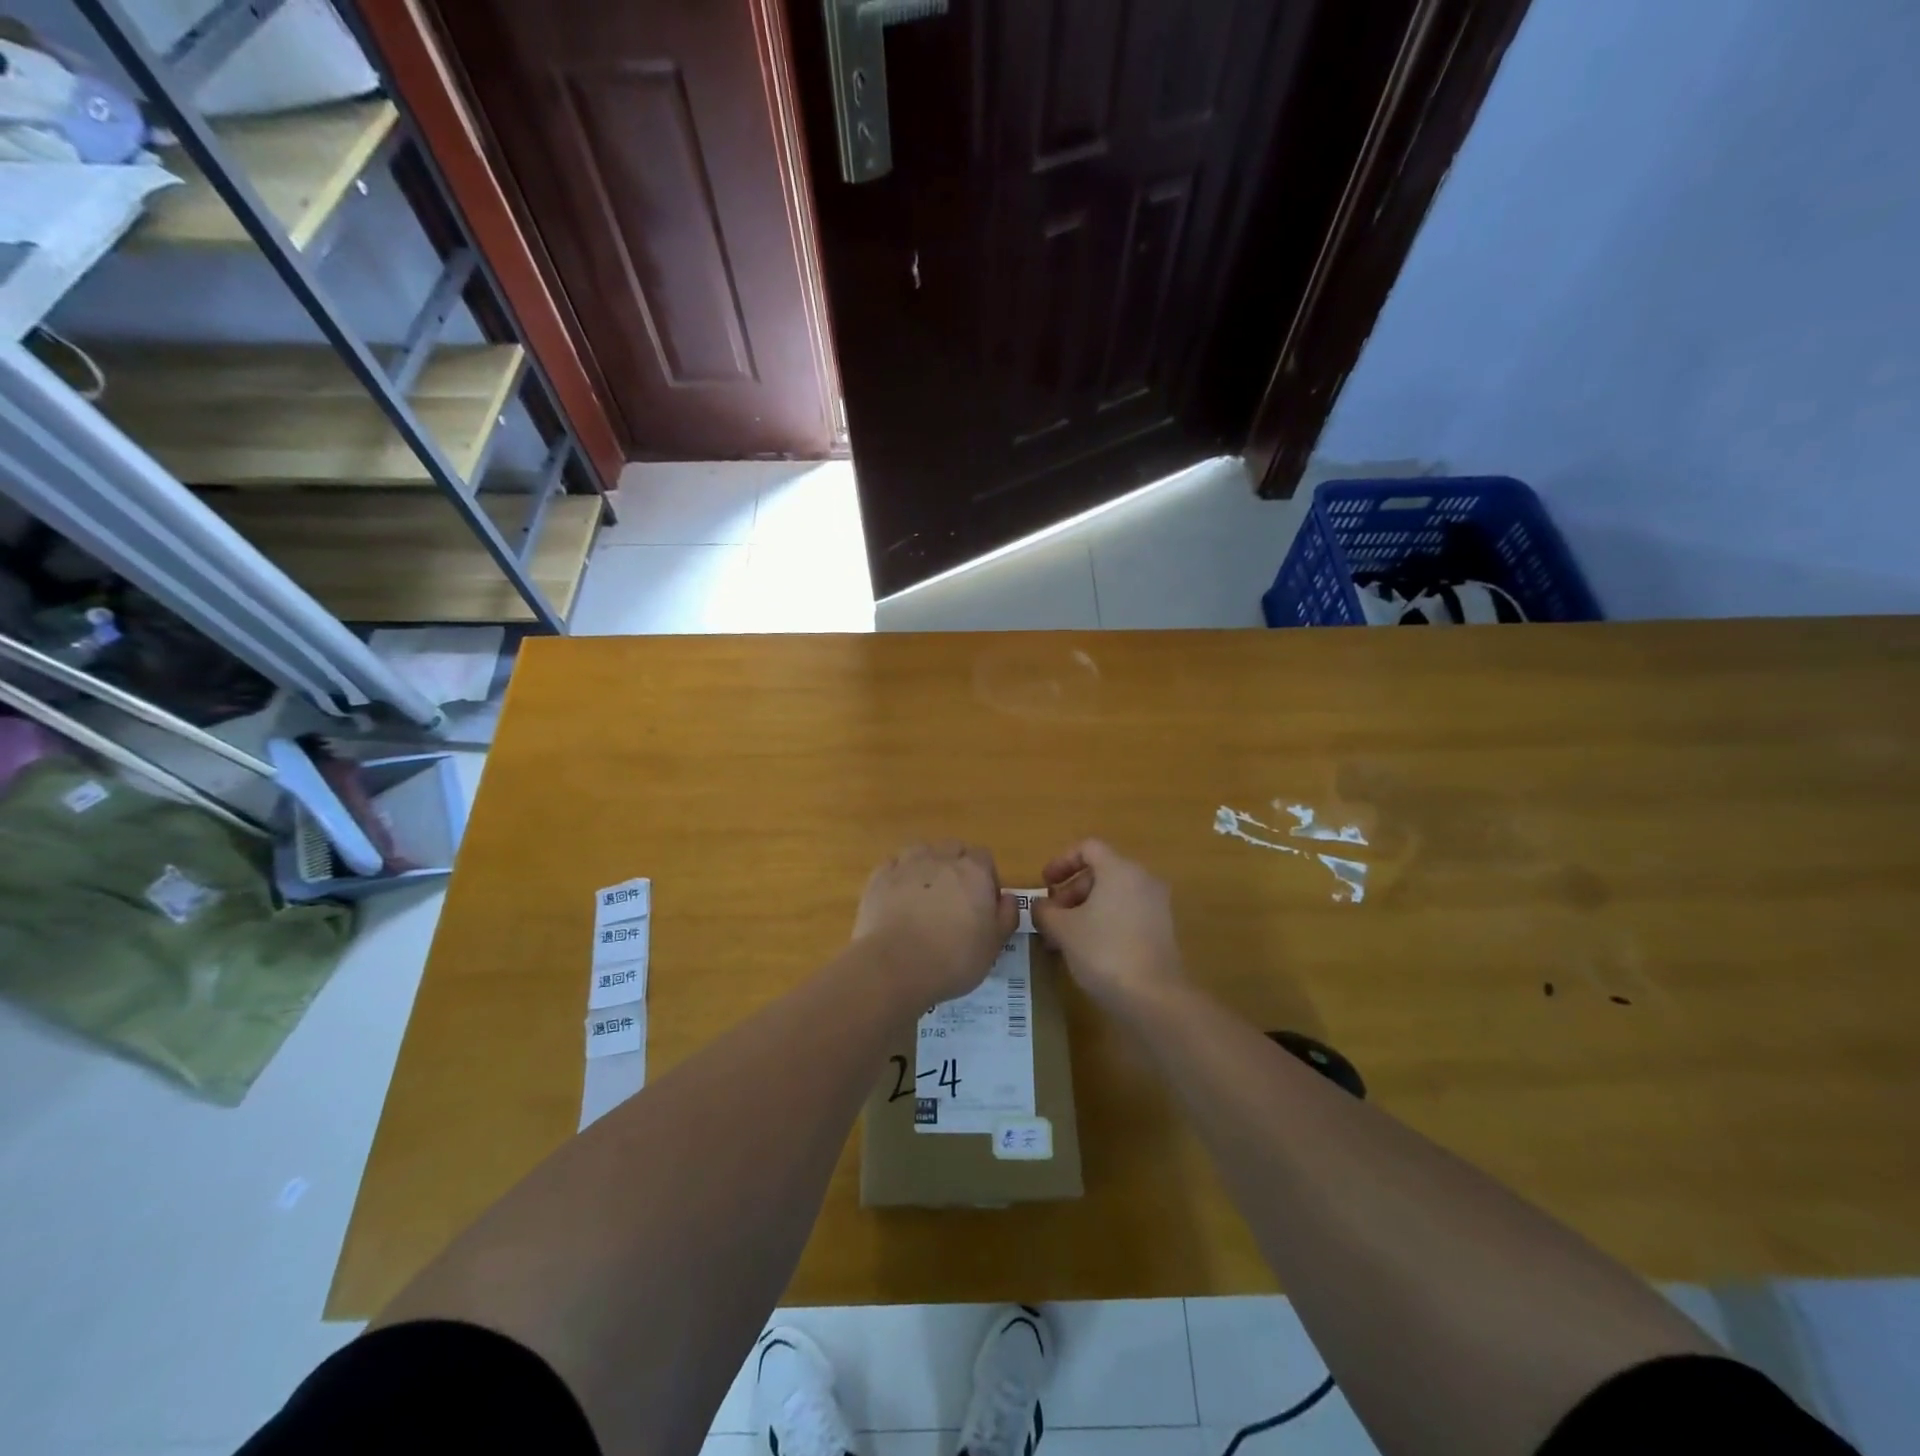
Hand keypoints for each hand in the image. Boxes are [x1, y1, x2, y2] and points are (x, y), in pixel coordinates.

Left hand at [853, 842, 1017, 1003]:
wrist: (895, 966)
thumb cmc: (954, 958)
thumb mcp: (994, 945)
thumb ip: (1006, 916)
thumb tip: (1008, 897)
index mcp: (973, 872)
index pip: (984, 857)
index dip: (985, 877)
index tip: (982, 902)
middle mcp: (941, 859)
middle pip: (953, 848)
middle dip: (956, 865)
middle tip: (954, 898)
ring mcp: (907, 864)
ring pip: (921, 851)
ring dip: (926, 865)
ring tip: (924, 894)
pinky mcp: (879, 877)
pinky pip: (893, 865)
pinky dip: (898, 876)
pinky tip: (898, 897)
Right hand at [1031, 839, 1183, 1010]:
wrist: (1154, 997)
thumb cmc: (1104, 951)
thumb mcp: (1063, 929)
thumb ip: (1045, 911)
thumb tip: (1040, 906)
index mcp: (1120, 869)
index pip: (1088, 848)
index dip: (1062, 862)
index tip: (1045, 884)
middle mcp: (1143, 879)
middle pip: (1101, 872)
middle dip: (1071, 891)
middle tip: (1052, 917)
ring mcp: (1156, 905)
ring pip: (1113, 894)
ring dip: (1085, 908)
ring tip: (1065, 937)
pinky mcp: (1162, 930)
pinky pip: (1127, 912)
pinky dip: (1105, 921)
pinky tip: (1088, 949)